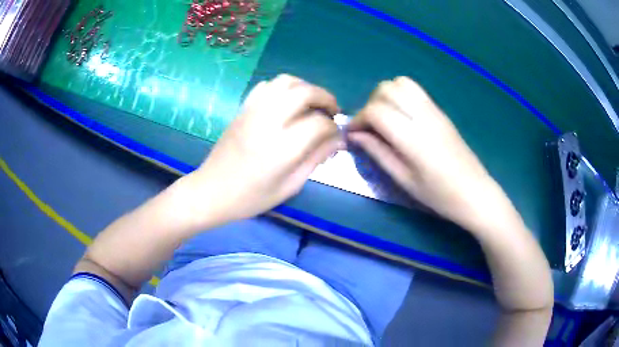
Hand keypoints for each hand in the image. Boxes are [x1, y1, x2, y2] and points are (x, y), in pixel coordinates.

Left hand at [184, 74, 341, 224]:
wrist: (212, 191)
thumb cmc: (251, 197)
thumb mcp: (290, 186)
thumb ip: (316, 159)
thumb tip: (338, 141)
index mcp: (283, 147)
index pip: (319, 123)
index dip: (333, 128)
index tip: (335, 137)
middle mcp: (269, 121)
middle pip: (305, 92)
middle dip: (325, 98)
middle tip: (331, 111)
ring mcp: (253, 111)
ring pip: (285, 81)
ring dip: (305, 88)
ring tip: (311, 104)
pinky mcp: (242, 109)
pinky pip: (266, 86)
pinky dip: (282, 88)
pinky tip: (286, 103)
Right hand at [347, 77, 492, 226]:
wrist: (475, 192)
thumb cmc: (439, 194)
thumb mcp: (404, 180)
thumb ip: (378, 152)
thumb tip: (355, 135)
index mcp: (412, 137)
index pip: (376, 111)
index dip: (358, 119)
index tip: (354, 134)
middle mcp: (423, 116)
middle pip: (386, 89)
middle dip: (370, 104)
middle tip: (369, 127)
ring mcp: (434, 110)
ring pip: (401, 83)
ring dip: (385, 95)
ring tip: (385, 118)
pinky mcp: (440, 111)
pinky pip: (415, 90)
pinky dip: (400, 95)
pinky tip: (401, 116)